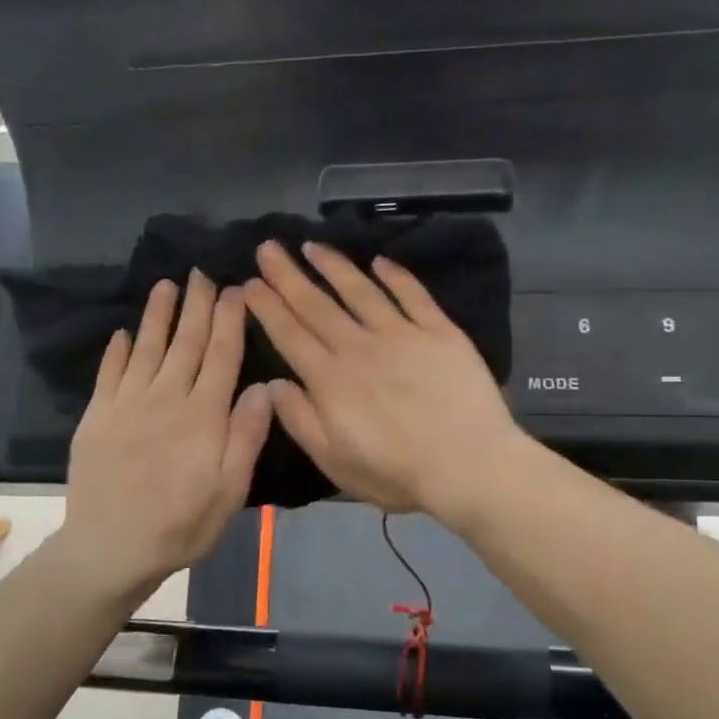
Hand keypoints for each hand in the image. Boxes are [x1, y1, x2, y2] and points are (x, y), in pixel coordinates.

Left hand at [62, 273, 272, 600]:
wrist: (110, 548)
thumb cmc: (181, 525)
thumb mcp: (230, 491)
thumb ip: (246, 436)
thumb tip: (263, 385)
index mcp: (203, 416)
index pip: (221, 356)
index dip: (229, 321)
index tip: (235, 289)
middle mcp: (166, 399)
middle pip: (186, 344)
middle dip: (197, 306)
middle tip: (202, 273)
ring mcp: (127, 405)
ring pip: (146, 348)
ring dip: (157, 315)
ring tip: (166, 285)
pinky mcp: (97, 417)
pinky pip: (109, 374)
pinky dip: (116, 350)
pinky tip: (122, 332)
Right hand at [244, 241, 524, 517]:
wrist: (468, 466)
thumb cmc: (396, 473)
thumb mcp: (334, 461)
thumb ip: (300, 420)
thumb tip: (273, 384)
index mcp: (330, 380)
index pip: (290, 335)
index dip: (267, 307)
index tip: (249, 283)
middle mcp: (360, 347)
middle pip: (317, 305)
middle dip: (288, 276)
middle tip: (268, 247)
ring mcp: (402, 334)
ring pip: (360, 291)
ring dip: (333, 266)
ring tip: (312, 246)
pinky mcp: (440, 332)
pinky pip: (413, 295)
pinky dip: (395, 275)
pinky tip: (380, 261)